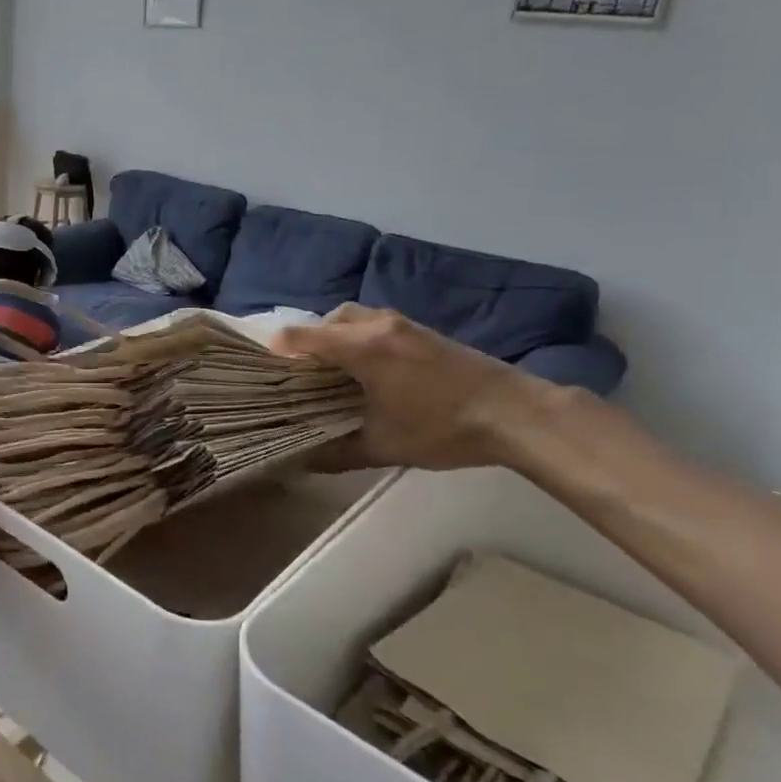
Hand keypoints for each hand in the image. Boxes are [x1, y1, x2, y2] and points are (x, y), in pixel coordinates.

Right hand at [271, 304, 563, 470]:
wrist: (515, 414)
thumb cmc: (443, 428)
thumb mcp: (385, 446)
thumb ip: (340, 452)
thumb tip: (304, 463)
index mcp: (362, 348)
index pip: (305, 336)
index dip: (280, 347)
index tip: (265, 365)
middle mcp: (378, 326)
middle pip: (330, 319)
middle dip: (311, 338)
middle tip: (302, 369)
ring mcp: (405, 325)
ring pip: (356, 318)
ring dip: (339, 335)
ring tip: (334, 369)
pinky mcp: (425, 332)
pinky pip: (378, 324)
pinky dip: (362, 337)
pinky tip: (371, 368)